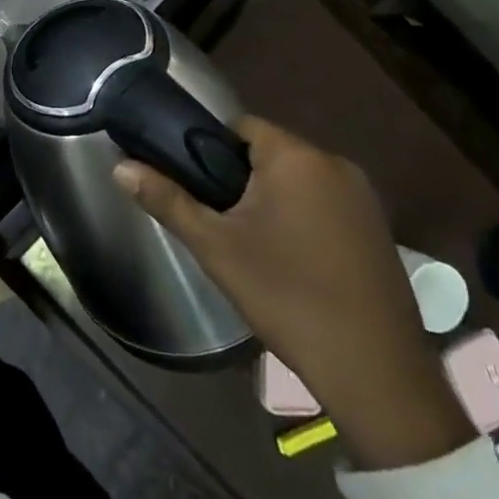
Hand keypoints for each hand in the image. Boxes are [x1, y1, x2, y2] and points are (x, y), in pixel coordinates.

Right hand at [115, 117, 474, 470]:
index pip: (240, 127)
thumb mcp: (215, 247)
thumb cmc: (286, 295)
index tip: (194, 184)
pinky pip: (325, 203)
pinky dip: (302, 217)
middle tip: (218, 220)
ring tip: (250, 242)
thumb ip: (167, 200)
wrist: (374, 371)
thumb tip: (119, 168)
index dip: (209, 149)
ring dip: (272, 198)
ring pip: (298, 179)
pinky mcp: (378, 229)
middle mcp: (335, 164)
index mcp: (296, 157)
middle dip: (239, 178)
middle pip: (270, 152)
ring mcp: (364, 197)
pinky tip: (291, 259)